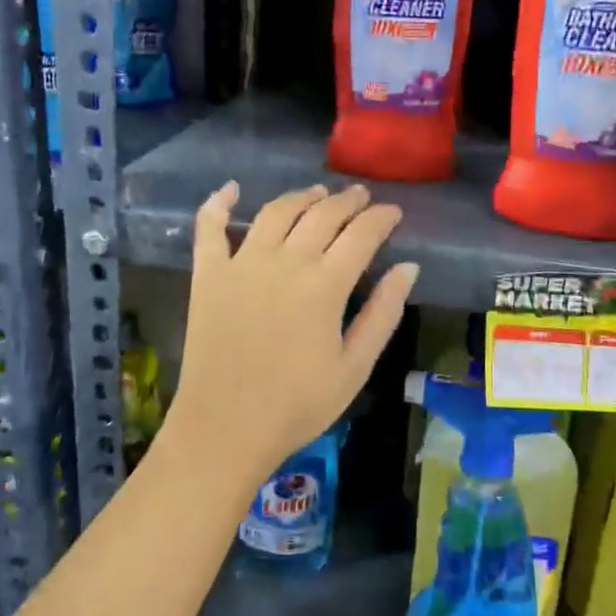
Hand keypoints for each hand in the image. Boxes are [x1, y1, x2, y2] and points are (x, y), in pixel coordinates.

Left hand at [166, 182, 419, 491]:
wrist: (225, 428)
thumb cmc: (297, 404)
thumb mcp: (355, 367)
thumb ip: (383, 313)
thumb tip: (408, 267)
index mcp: (324, 285)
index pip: (361, 234)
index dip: (381, 218)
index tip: (393, 212)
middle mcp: (284, 262)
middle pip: (322, 215)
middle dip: (347, 201)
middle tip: (361, 196)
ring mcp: (241, 263)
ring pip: (276, 212)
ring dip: (301, 196)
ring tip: (317, 192)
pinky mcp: (207, 274)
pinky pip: (210, 227)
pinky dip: (219, 202)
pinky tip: (231, 188)